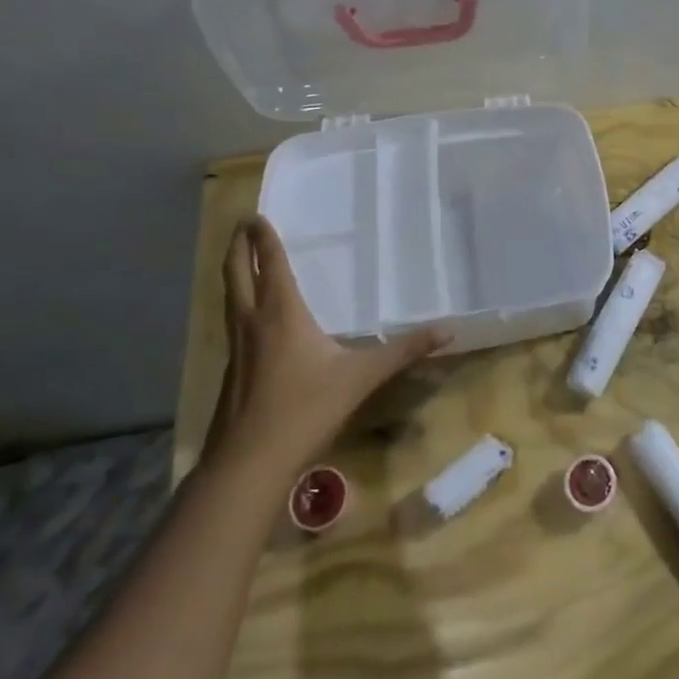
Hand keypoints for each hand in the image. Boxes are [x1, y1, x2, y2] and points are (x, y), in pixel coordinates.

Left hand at [202, 215, 446, 476]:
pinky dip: (237, 303)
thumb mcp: (362, 377)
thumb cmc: (306, 409)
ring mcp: (236, 347)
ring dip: (234, 272)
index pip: (270, 265)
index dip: (263, 238)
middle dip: (238, 246)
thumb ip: (404, 351)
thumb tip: (448, 330)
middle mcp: (253, 322)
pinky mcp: (231, 370)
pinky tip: (250, 317)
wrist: (248, 463)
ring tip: (241, 259)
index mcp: (281, 314)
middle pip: (237, 274)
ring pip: (230, 298)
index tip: (255, 215)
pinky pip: (233, 322)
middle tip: (242, 225)